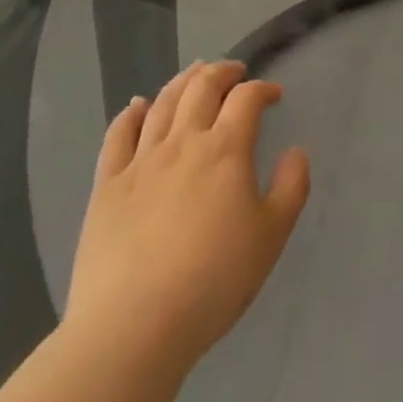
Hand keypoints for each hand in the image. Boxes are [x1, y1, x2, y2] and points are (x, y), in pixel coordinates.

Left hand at [65, 61, 310, 377]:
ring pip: (162, 103)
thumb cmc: (211, 283)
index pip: (247, 98)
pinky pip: (117, 136)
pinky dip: (130, 113)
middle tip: (235, 72)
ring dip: (183, 81)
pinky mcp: (106, 187)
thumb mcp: (271, 237)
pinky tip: (138, 106)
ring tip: (195, 75)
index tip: (273, 96)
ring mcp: (140, 162)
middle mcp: (183, 142)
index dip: (263, 88)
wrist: (130, 330)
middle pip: (202, 87)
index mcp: (225, 149)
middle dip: (222, 71)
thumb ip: (291, 187)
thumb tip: (296, 151)